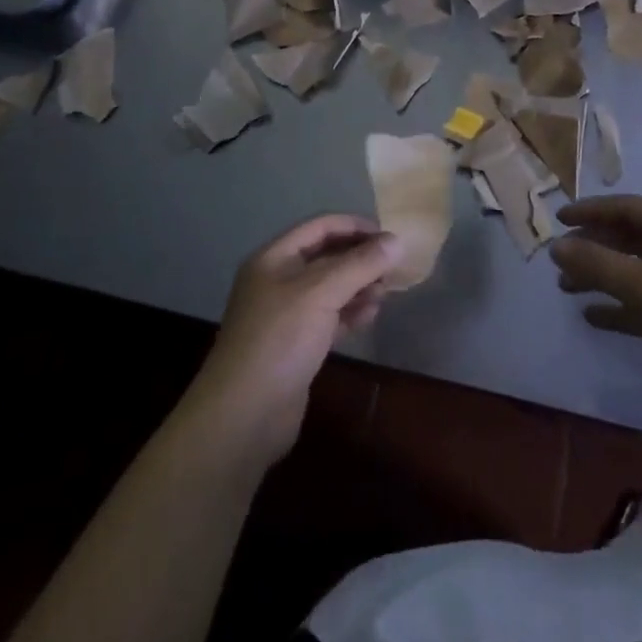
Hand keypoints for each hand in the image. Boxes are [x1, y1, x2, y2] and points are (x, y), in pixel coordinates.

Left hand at [187, 214, 399, 465]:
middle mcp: (278, 280)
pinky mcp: (296, 345)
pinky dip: (350, 313)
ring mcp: (286, 315)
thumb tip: (397, 241)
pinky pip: (329, 317)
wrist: (244, 415)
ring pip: (330, 288)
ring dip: (358, 286)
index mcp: (274, 258)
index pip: (320, 227)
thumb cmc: (280, 339)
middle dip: (360, 259)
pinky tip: (370, 316)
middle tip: (392, 269)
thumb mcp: (321, 293)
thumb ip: (360, 264)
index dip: (354, 226)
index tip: (388, 236)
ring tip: (384, 294)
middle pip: (326, 257)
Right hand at [550, 196, 641, 421]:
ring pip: (634, 273)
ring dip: (600, 276)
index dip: (593, 210)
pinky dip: (616, 308)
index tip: (558, 221)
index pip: (631, 208)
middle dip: (593, 245)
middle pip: (631, 239)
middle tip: (559, 261)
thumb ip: (601, 265)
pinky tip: (592, 317)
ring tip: (566, 289)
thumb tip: (557, 246)